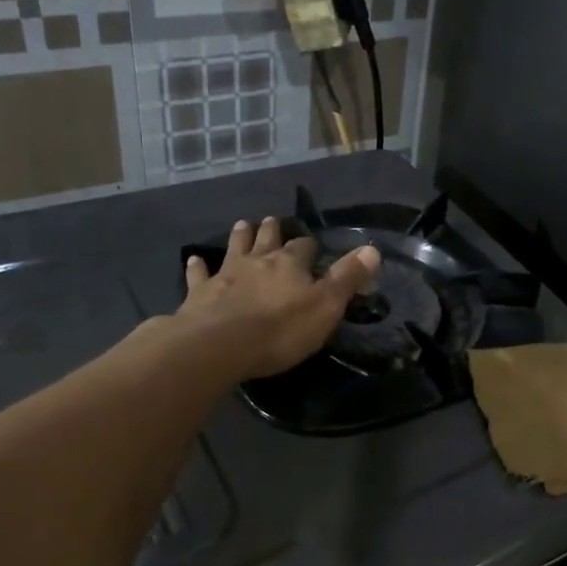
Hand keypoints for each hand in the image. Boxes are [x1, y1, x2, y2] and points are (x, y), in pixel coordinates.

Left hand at [181, 216, 379, 379]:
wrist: (220, 345)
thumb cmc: (280, 329)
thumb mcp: (326, 306)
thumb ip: (348, 278)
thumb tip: (373, 249)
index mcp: (290, 264)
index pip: (304, 247)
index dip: (309, 246)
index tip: (312, 245)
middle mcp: (257, 261)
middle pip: (266, 240)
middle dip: (271, 231)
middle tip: (270, 220)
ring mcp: (226, 275)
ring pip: (234, 248)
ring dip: (239, 237)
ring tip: (242, 224)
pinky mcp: (200, 294)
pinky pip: (198, 275)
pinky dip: (197, 266)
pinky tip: (194, 259)